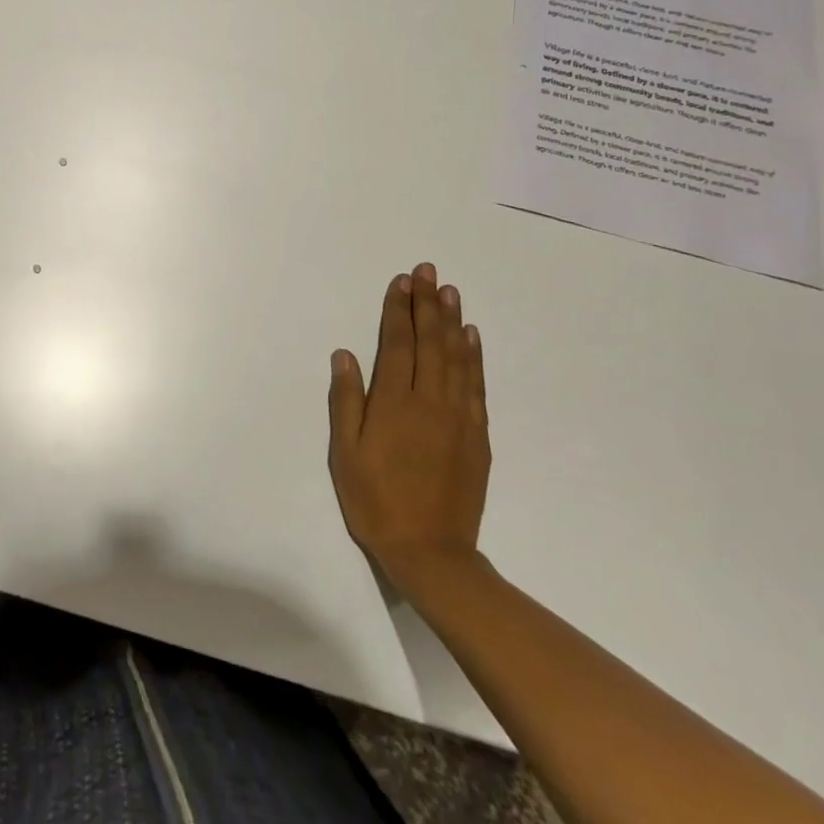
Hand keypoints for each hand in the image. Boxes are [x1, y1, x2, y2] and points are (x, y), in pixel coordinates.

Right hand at [327, 262, 490, 590]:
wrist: (431, 552)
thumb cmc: (375, 500)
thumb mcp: (346, 453)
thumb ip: (347, 401)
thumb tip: (346, 355)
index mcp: (395, 404)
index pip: (397, 344)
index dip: (398, 311)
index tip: (401, 281)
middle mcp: (430, 402)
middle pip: (429, 343)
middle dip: (427, 305)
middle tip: (428, 271)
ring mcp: (459, 418)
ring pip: (456, 358)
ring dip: (451, 322)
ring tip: (449, 292)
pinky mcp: (477, 436)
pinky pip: (476, 386)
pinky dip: (473, 357)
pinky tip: (470, 337)